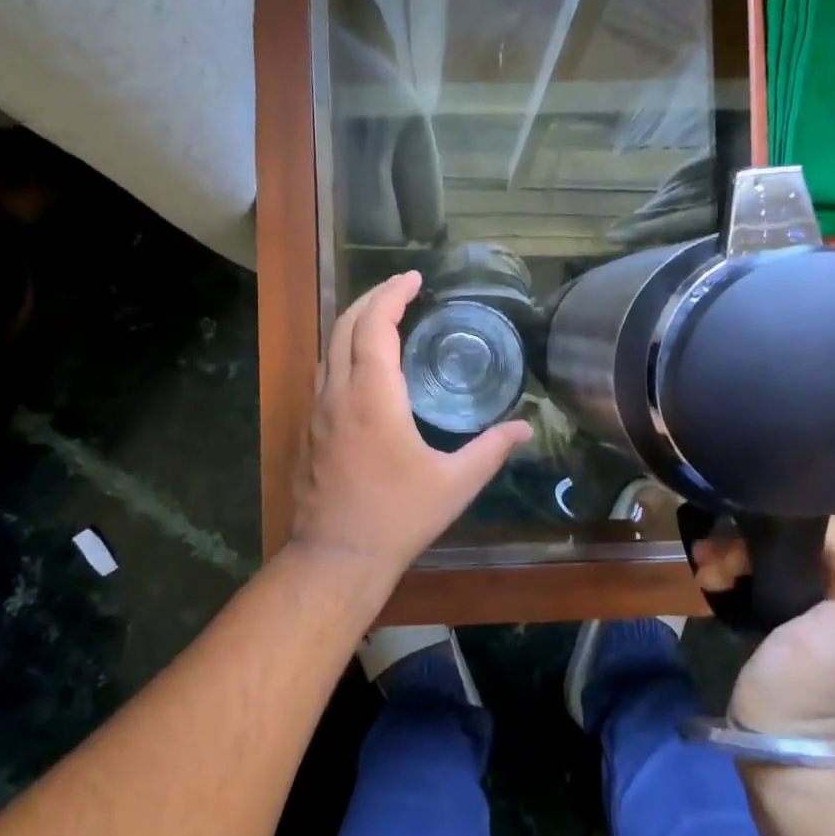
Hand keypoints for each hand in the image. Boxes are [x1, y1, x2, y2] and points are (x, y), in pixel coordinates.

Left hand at [289, 271, 532, 584]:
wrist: (336, 557)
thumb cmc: (398, 516)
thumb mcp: (455, 483)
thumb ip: (491, 450)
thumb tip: (525, 428)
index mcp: (372, 395)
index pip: (375, 324)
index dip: (392, 294)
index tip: (414, 278)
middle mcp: (338, 393)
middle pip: (345, 326)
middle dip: (372, 299)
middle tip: (401, 289)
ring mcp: (317, 412)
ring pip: (329, 349)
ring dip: (354, 324)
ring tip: (383, 317)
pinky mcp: (309, 431)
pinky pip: (324, 374)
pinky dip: (344, 352)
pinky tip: (362, 367)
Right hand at [695, 518, 834, 739]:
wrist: (777, 753)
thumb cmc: (806, 693)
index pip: (823, 526)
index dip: (778, 527)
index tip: (737, 539)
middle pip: (793, 538)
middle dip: (748, 543)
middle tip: (712, 562)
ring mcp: (816, 606)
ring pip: (773, 557)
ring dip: (734, 556)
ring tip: (706, 575)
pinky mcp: (787, 620)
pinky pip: (761, 577)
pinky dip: (735, 573)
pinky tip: (711, 581)